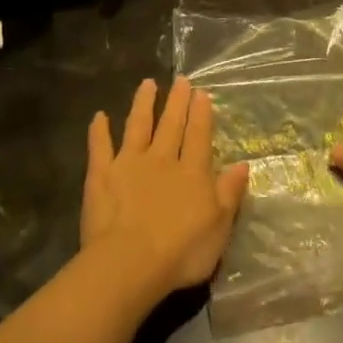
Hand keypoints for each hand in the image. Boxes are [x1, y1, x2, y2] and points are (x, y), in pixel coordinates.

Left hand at [81, 76, 249, 300]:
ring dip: (143, 104)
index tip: (201, 93)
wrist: (130, 262)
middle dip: (177, 102)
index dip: (201, 114)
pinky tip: (99, 116)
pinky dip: (99, 131)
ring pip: (138, 126)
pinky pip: (100, 147)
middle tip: (181, 79)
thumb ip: (229, 193)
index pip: (198, 136)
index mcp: (192, 172)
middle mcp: (161, 160)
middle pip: (171, 125)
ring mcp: (129, 164)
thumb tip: (243, 165)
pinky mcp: (101, 175)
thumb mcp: (219, 226)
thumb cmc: (181, 250)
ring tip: (147, 84)